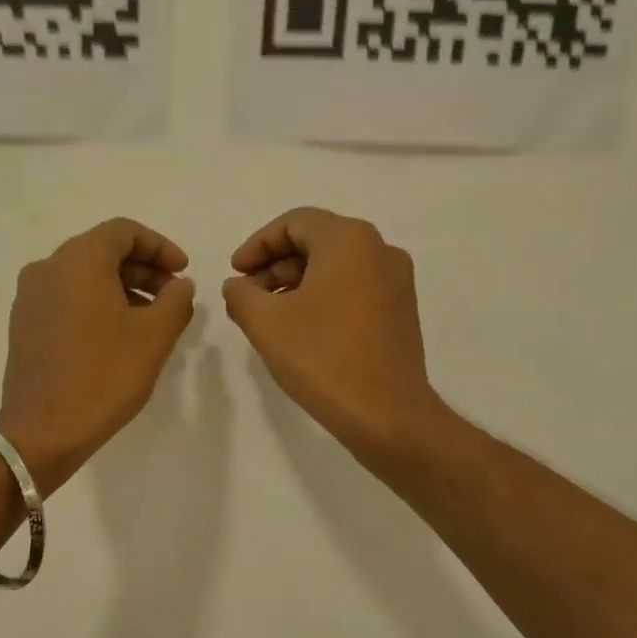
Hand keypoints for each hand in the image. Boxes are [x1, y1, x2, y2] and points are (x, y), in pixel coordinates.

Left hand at [0, 218, 195, 494]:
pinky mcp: (24, 325)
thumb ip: (176, 300)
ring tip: (149, 321)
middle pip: (102, 251)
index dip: (160, 247)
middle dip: (143, 270)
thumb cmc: (104, 376)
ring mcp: (30, 297)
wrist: (43, 430)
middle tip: (172, 297)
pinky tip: (116, 336)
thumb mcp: (155, 336)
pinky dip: (96, 305)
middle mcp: (47, 268)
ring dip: (121, 289)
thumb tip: (179, 285)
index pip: (124, 232)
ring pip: (83, 277)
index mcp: (78, 260)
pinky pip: (66, 299)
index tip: (184, 272)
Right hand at [222, 208, 446, 462]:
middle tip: (247, 296)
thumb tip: (238, 285)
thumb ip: (241, 294)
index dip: (257, 245)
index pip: (294, 223)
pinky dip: (323, 297)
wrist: (386, 414)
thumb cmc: (322, 359)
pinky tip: (300, 329)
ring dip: (297, 283)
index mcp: (349, 240)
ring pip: (336, 266)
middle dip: (275, 265)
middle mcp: (379, 250)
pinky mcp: (401, 310)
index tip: (235, 273)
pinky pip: (354, 288)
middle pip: (317, 241)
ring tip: (268, 316)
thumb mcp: (265, 323)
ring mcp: (396, 281)